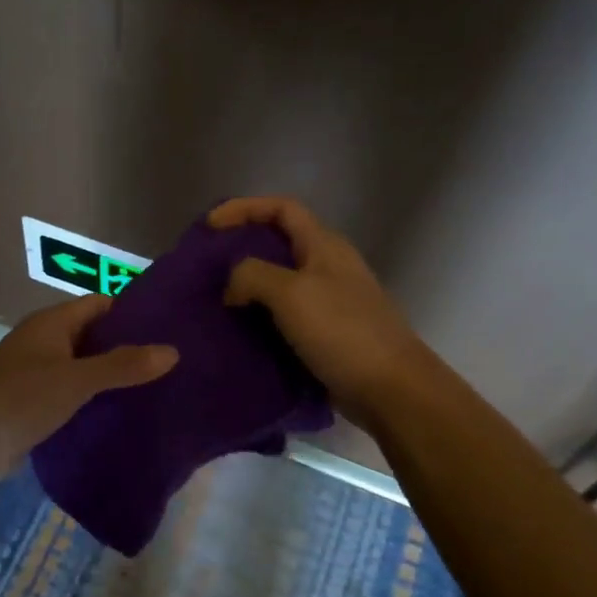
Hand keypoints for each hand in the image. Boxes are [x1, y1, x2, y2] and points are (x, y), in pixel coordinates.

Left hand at [0, 295, 177, 486]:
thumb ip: (123, 365)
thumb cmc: (20, 397)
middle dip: (127, 349)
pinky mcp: (32, 407)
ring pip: (83, 370)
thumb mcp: (77, 378)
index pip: (100, 305)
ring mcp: (36, 376)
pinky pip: (71, 397)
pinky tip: (122, 417)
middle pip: (93, 338)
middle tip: (171, 363)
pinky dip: (94, 403)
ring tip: (158, 391)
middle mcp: (44, 343)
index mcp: (52, 324)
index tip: (170, 327)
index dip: (133, 312)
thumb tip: (172, 351)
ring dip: (112, 379)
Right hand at [209, 196, 425, 427]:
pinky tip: (237, 332)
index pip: (281, 208)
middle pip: (278, 243)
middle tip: (206, 265)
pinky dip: (258, 318)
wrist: (390, 388)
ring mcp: (328, 302)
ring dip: (247, 287)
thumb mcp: (292, 294)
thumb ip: (253, 276)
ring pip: (278, 282)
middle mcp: (327, 267)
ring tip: (214, 300)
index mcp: (324, 246)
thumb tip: (232, 287)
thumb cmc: (343, 332)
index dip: (244, 208)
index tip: (209, 225)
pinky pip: (283, 316)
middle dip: (241, 248)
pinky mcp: (324, 334)